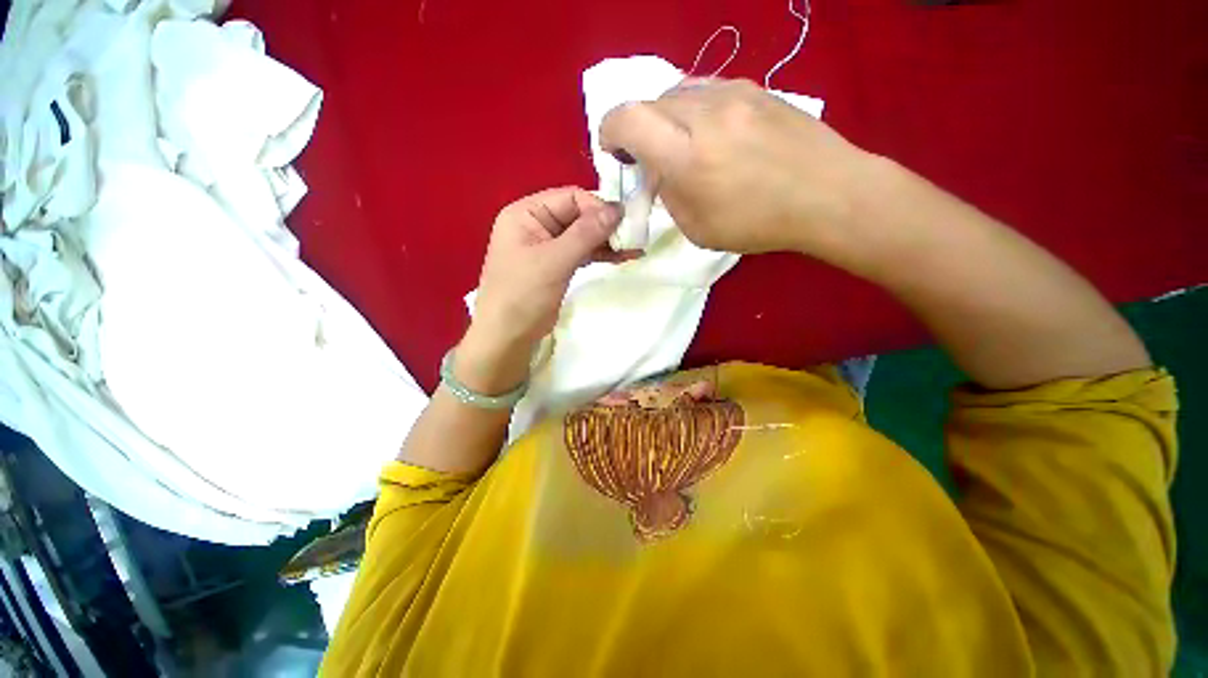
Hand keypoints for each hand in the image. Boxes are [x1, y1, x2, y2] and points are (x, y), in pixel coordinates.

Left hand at [458, 188, 625, 393]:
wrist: (508, 336)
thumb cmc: (523, 294)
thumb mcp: (554, 260)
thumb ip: (586, 233)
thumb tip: (618, 208)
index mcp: (526, 213)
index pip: (570, 197)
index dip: (598, 207)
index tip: (623, 223)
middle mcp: (536, 224)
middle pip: (578, 215)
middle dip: (606, 226)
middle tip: (633, 238)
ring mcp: (547, 246)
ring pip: (583, 235)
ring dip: (607, 241)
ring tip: (634, 249)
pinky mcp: (556, 266)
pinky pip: (582, 252)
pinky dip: (600, 254)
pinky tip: (621, 257)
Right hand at [599, 78, 876, 258]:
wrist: (829, 193)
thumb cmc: (759, 223)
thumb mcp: (698, 228)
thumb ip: (670, 196)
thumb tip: (661, 173)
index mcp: (686, 155)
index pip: (627, 119)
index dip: (609, 131)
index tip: (615, 152)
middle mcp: (704, 112)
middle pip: (649, 102)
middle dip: (639, 129)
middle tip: (652, 158)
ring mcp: (732, 93)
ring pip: (677, 91)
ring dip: (667, 119)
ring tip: (683, 146)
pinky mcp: (754, 87)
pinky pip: (706, 89)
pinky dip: (693, 110)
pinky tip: (710, 134)